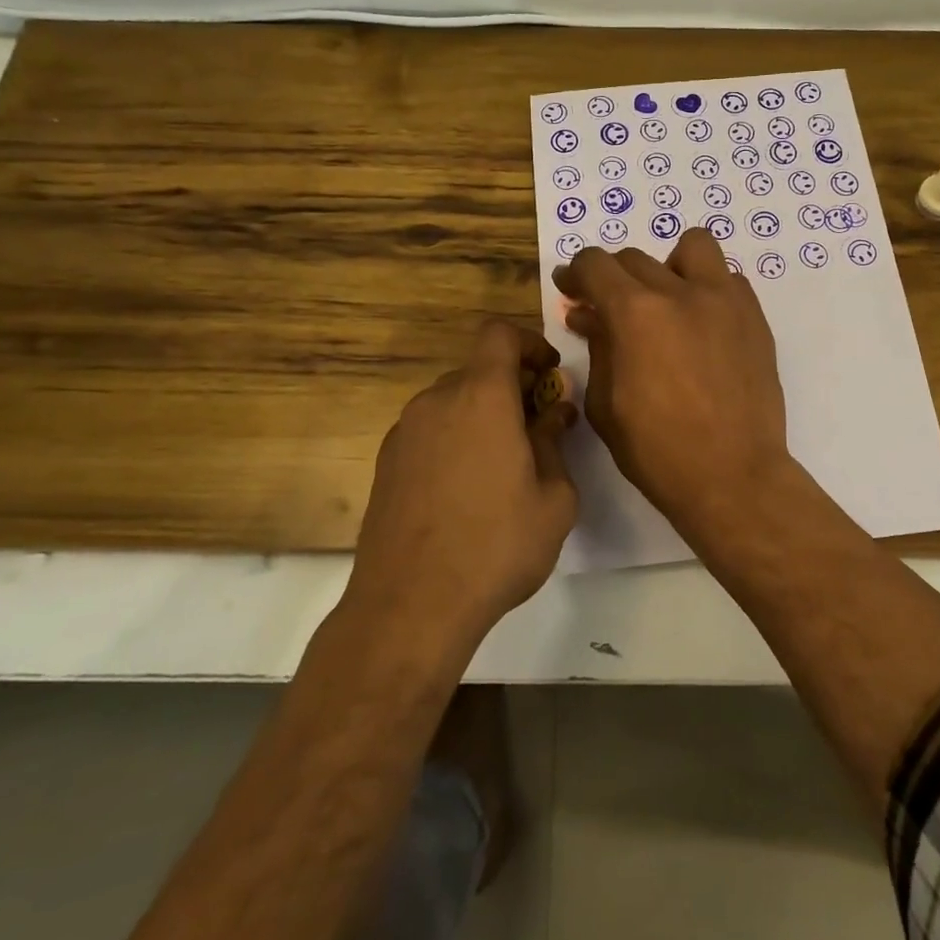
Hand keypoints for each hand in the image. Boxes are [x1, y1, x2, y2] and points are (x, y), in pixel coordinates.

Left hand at [347, 321, 578, 641]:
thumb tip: (553, 414)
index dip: (529, 342)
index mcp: (481, 397)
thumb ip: (554, 443)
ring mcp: (404, 431)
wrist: (410, 605)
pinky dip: (454, 438)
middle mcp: (437, 401)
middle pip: (478, 370)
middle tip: (537, 427)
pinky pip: (429, 430)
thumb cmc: (496, 546)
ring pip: (452, 401)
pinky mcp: (385, 462)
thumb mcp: (554, 499)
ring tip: (503, 464)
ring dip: (482, 415)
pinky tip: (466, 489)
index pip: (499, 334)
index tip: (549, 373)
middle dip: (512, 387)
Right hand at [553, 230, 791, 539]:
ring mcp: (725, 300)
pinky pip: (728, 280)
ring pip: (694, 247)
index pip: (596, 265)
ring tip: (665, 299)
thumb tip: (589, 316)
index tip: (570, 287)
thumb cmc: (657, 451)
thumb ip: (597, 348)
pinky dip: (708, 289)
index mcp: (636, 313)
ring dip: (670, 265)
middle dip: (613, 277)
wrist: (733, 476)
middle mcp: (681, 292)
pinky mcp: (755, 318)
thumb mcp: (606, 404)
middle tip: (609, 307)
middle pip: (636, 258)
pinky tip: (701, 323)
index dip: (576, 272)